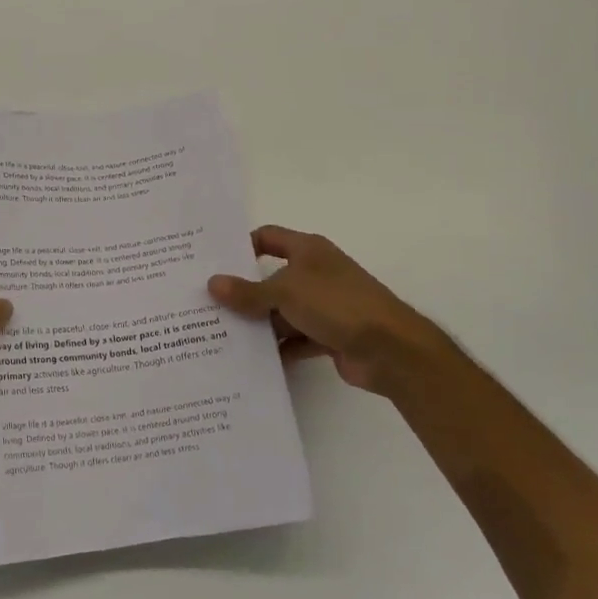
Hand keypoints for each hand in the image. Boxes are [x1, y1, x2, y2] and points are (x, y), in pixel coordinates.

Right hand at [207, 226, 465, 398]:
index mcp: (309, 251)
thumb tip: (212, 283)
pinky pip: (295, 339)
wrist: (390, 349)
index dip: (242, 246)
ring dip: (259, 324)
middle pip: (271, 278)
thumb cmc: (337, 304)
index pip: (268, 237)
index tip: (214, 263)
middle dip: (244, 292)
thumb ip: (248, 291)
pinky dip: (278, 348)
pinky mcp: (328, 336)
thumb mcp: (286, 291)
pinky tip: (251, 360)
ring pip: (281, 312)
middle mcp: (315, 274)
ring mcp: (323, 306)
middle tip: (207, 303)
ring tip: (220, 335)